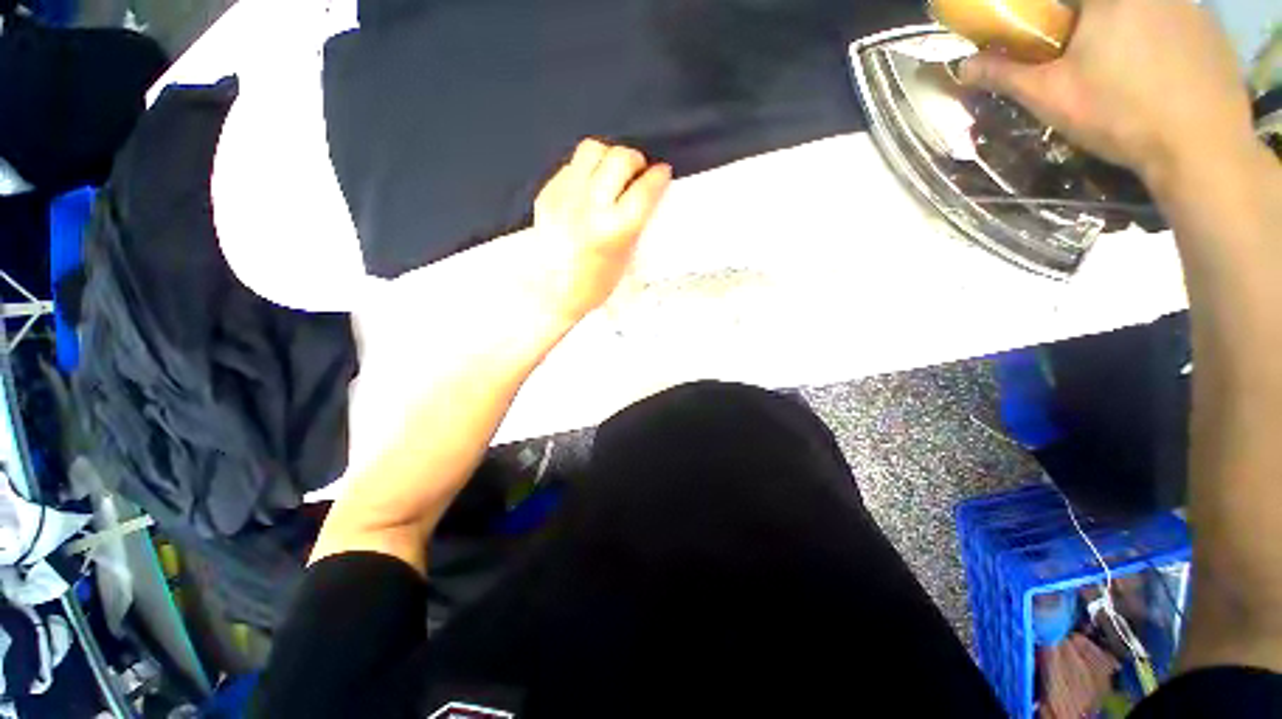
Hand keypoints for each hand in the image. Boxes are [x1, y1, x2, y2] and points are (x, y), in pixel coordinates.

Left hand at [531, 139, 671, 325]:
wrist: (553, 293)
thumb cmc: (596, 284)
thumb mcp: (626, 256)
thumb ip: (636, 222)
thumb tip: (647, 191)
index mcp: (615, 229)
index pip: (645, 189)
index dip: (659, 176)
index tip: (662, 173)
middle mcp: (590, 207)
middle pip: (620, 159)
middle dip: (636, 161)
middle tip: (637, 172)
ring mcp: (565, 197)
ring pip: (592, 149)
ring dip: (608, 157)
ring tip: (611, 172)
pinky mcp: (547, 194)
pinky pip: (571, 165)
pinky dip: (585, 171)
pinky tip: (588, 187)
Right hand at [959, 0, 1253, 188]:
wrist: (1201, 148)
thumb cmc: (1120, 115)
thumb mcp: (1051, 97)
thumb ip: (1006, 74)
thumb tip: (964, 65)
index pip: (1066, 3)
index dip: (1054, 19)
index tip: (1050, 42)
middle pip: (1106, 7)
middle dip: (1092, 27)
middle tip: (1090, 62)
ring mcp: (1190, 5)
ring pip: (1143, 13)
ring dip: (1128, 33)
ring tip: (1129, 75)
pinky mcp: (1213, 29)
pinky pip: (1176, 23)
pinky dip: (1162, 42)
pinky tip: (1162, 77)